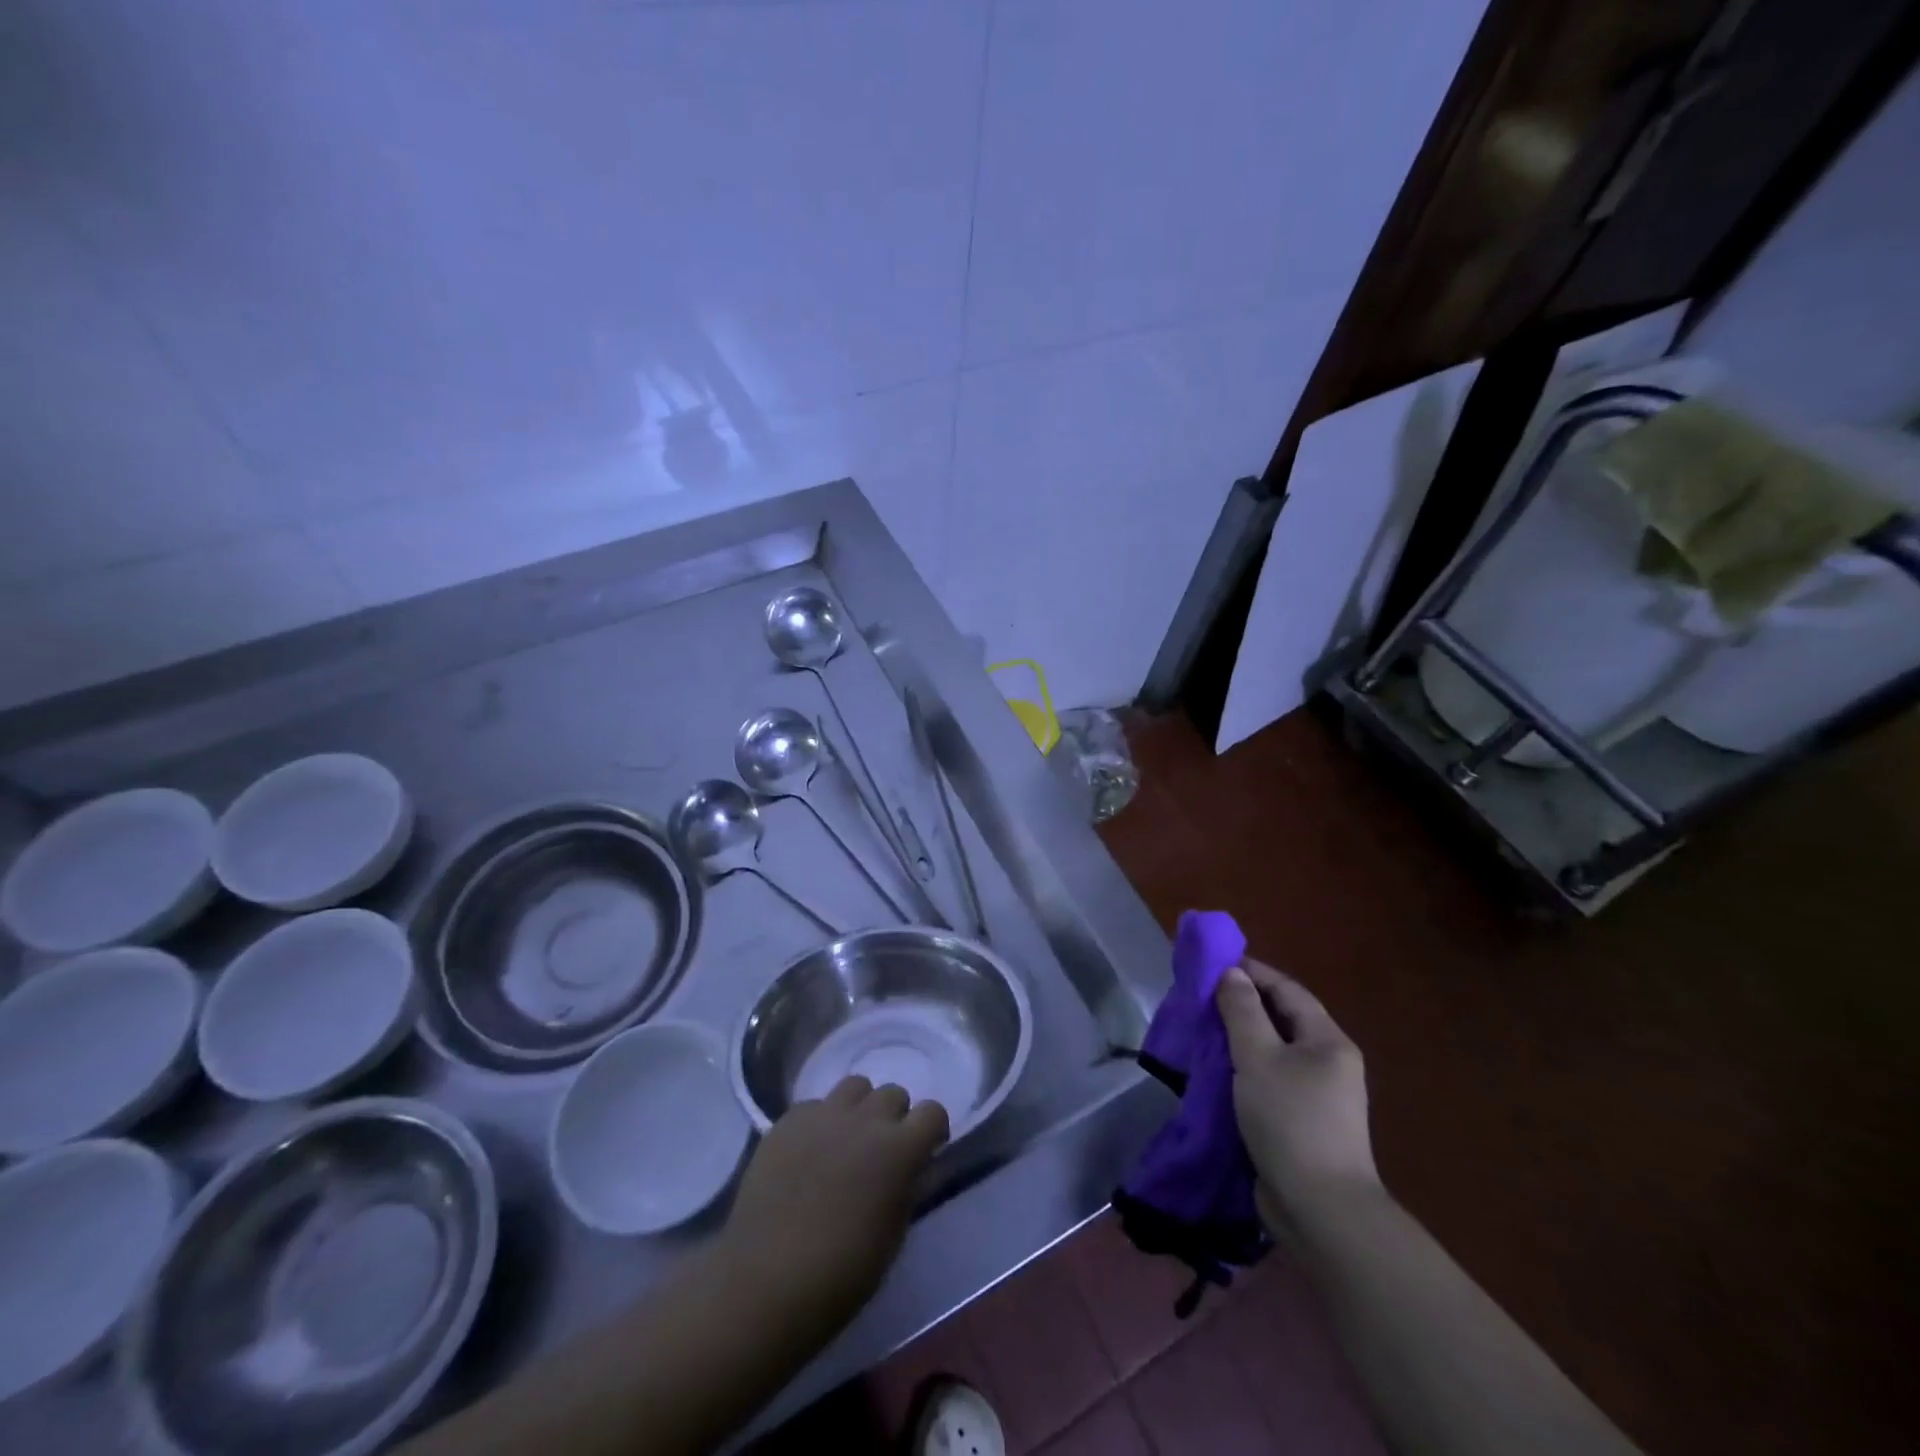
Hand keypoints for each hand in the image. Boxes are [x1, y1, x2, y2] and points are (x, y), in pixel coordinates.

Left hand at [719, 1077, 948, 1329]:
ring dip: (859, 1109)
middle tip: (881, 1152)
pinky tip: (808, 1154)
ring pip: (855, 1087)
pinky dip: (820, 1123)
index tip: (926, 1150)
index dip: (932, 1130)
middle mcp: (865, 1119)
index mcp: (899, 1149)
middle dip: (894, 1118)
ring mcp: (823, 1115)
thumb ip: (905, 1190)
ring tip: (846, 1142)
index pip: (933, 1113)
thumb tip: (908, 1170)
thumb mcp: (892, 1237)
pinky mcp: (788, 1121)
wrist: (765, 1281)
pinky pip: (815, 1106)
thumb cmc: (840, 1274)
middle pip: (893, 1094)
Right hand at [1217, 960, 1379, 1226]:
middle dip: (1241, 1005)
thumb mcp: (1258, 1056)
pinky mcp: (1302, 1123)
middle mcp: (1328, 1063)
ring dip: (1239, 1039)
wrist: (1320, 1210)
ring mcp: (1318, 1096)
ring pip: (1273, 1052)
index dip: (1251, 972)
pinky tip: (1216, 1072)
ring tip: (1202, 1032)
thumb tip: (1232, 974)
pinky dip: (1243, 1069)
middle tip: (1200, 998)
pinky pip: (1269, 1080)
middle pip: (1282, 1019)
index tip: (1213, 964)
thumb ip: (1242, 1010)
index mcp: (1328, 1041)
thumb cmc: (1290, 1120)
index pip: (1287, 990)